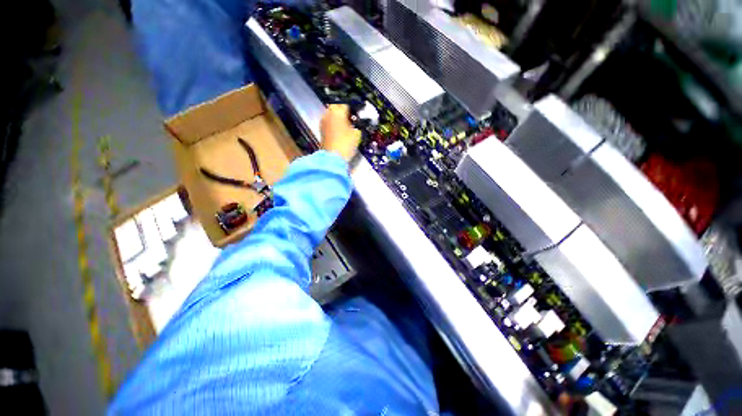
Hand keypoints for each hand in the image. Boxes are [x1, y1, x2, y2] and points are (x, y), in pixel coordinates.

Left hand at [320, 104, 361, 161]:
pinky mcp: (321, 130)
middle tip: (349, 117)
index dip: (352, 108)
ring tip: (344, 124)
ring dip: (336, 117)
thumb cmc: (346, 144)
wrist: (333, 157)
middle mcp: (329, 114)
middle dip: (342, 110)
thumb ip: (356, 126)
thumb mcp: (357, 135)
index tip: (356, 113)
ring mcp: (323, 122)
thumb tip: (355, 125)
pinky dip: (333, 124)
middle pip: (335, 107)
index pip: (346, 104)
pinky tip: (338, 130)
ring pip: (330, 114)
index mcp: (338, 112)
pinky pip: (328, 122)